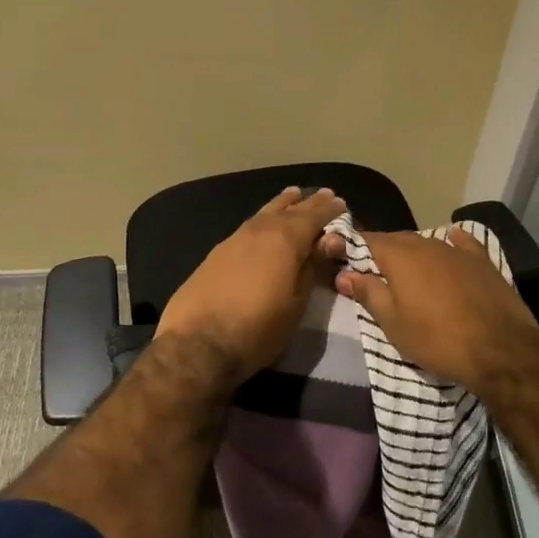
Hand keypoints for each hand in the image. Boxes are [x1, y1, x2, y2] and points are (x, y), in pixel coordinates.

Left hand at [154, 186, 346, 380]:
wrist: (197, 343)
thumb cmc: (258, 329)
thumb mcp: (297, 304)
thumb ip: (312, 267)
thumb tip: (330, 240)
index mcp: (285, 240)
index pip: (313, 217)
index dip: (328, 210)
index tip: (340, 202)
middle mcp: (260, 231)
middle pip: (288, 210)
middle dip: (307, 203)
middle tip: (323, 194)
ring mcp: (234, 239)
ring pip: (264, 214)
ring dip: (282, 205)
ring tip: (293, 196)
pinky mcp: (216, 253)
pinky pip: (248, 226)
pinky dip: (262, 219)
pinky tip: (262, 224)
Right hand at [329, 227, 538, 395]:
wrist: (501, 350)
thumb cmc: (438, 340)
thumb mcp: (394, 324)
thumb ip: (368, 294)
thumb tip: (344, 274)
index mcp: (400, 257)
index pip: (368, 240)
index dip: (354, 247)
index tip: (344, 259)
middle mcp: (427, 244)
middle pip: (397, 239)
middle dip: (383, 251)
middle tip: (374, 272)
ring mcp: (457, 250)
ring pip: (427, 242)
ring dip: (414, 252)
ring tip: (408, 271)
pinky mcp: (483, 261)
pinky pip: (462, 243)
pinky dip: (452, 242)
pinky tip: (452, 241)